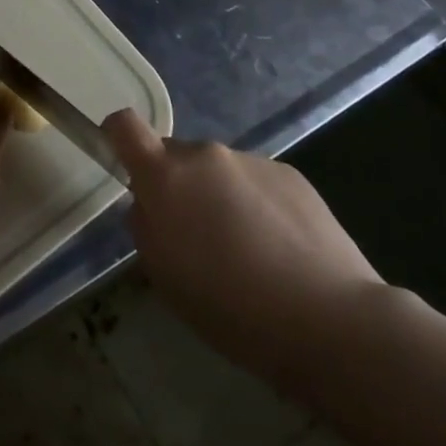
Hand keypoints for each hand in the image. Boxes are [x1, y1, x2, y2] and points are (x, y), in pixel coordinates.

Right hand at [106, 109, 383, 378]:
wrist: (328, 318)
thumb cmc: (230, 306)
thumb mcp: (165, 277)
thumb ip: (147, 228)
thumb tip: (151, 206)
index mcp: (166, 176)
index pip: (125, 126)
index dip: (117, 137)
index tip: (123, 163)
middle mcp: (206, 155)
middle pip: (177, 157)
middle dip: (178, 187)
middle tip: (197, 238)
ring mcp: (252, 161)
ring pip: (219, 172)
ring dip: (220, 198)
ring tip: (249, 253)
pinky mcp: (291, 175)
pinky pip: (256, 183)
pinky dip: (257, 206)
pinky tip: (281, 252)